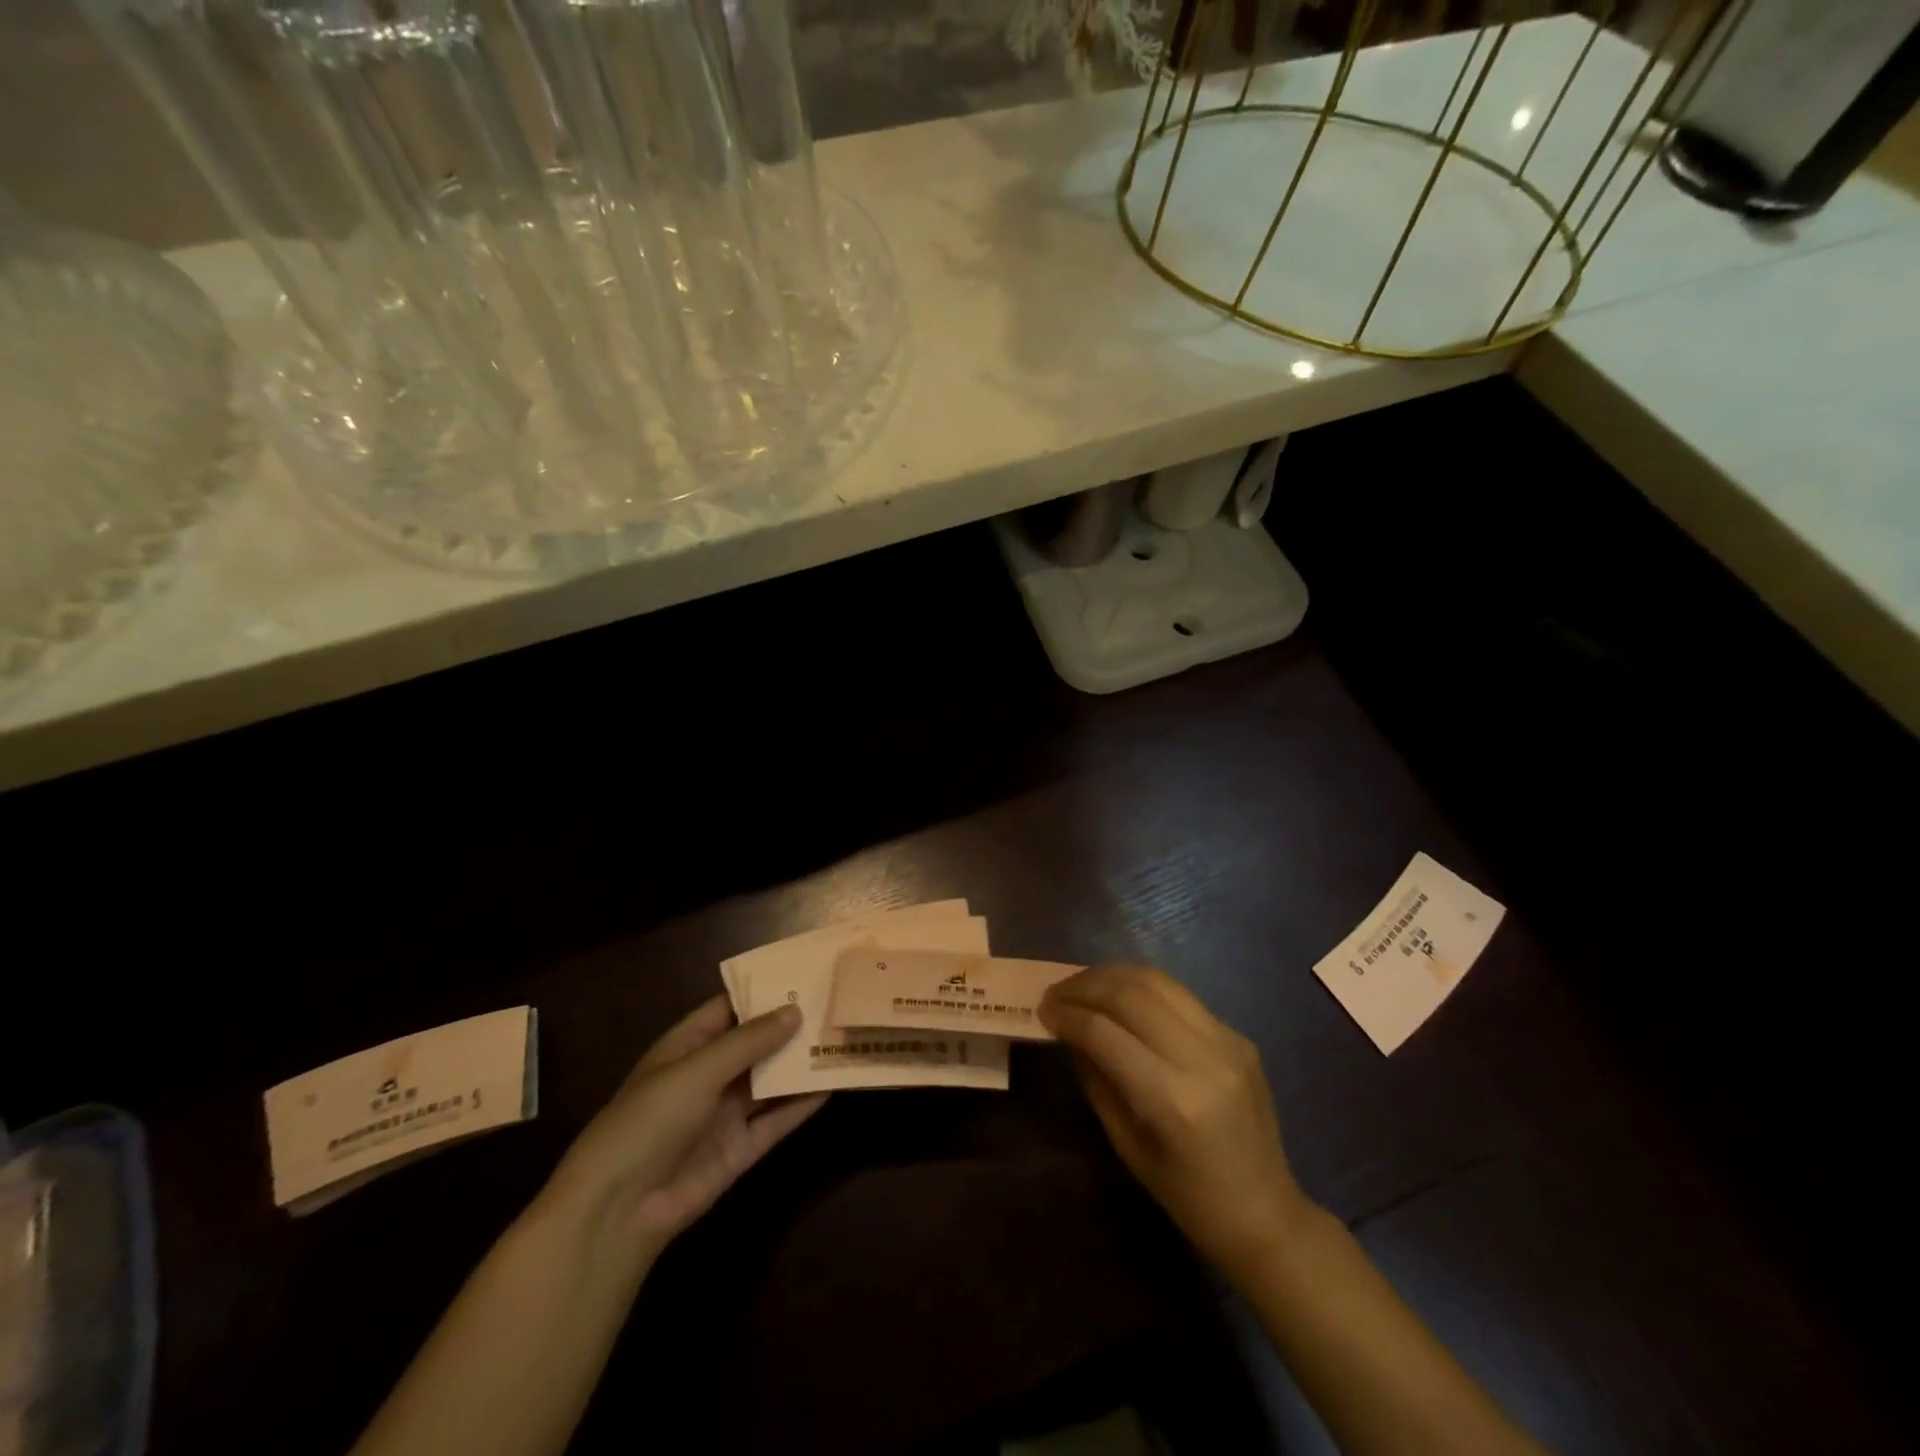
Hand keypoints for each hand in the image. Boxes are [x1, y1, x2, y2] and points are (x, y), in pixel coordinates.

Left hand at [540, 997, 825, 1266]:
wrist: (619, 1211)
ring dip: (800, 1063)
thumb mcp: (698, 1070)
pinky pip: (776, 1120)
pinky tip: (833, 1084)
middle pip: (755, 1044)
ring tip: (842, 1038)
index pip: (729, 1009)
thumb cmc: (649, 1121)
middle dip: (790, 1026)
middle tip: (835, 1003)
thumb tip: (796, 1010)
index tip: (804, 974)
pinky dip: (802, 1104)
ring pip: (770, 1081)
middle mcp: (707, 1076)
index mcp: (685, 1047)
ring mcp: (724, 1114)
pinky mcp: (740, 1149)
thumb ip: (749, 1042)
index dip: (763, 992)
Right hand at [1039, 964, 1311, 1283]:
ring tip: (1084, 984)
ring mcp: (1227, 1041)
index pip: (1105, 1033)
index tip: (1043, 1010)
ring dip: (1113, 976)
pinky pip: (1181, 997)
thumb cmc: (1188, 1197)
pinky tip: (1122, 998)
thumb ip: (1097, 1080)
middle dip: (1086, 985)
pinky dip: (1143, 988)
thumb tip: (1069, 1032)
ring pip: (1158, 981)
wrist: (1266, 1214)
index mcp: (1173, 1100)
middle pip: (1132, 994)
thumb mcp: (1127, 1145)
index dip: (1068, 1015)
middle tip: (1057, 992)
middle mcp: (1203, 1058)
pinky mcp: (1238, 1035)